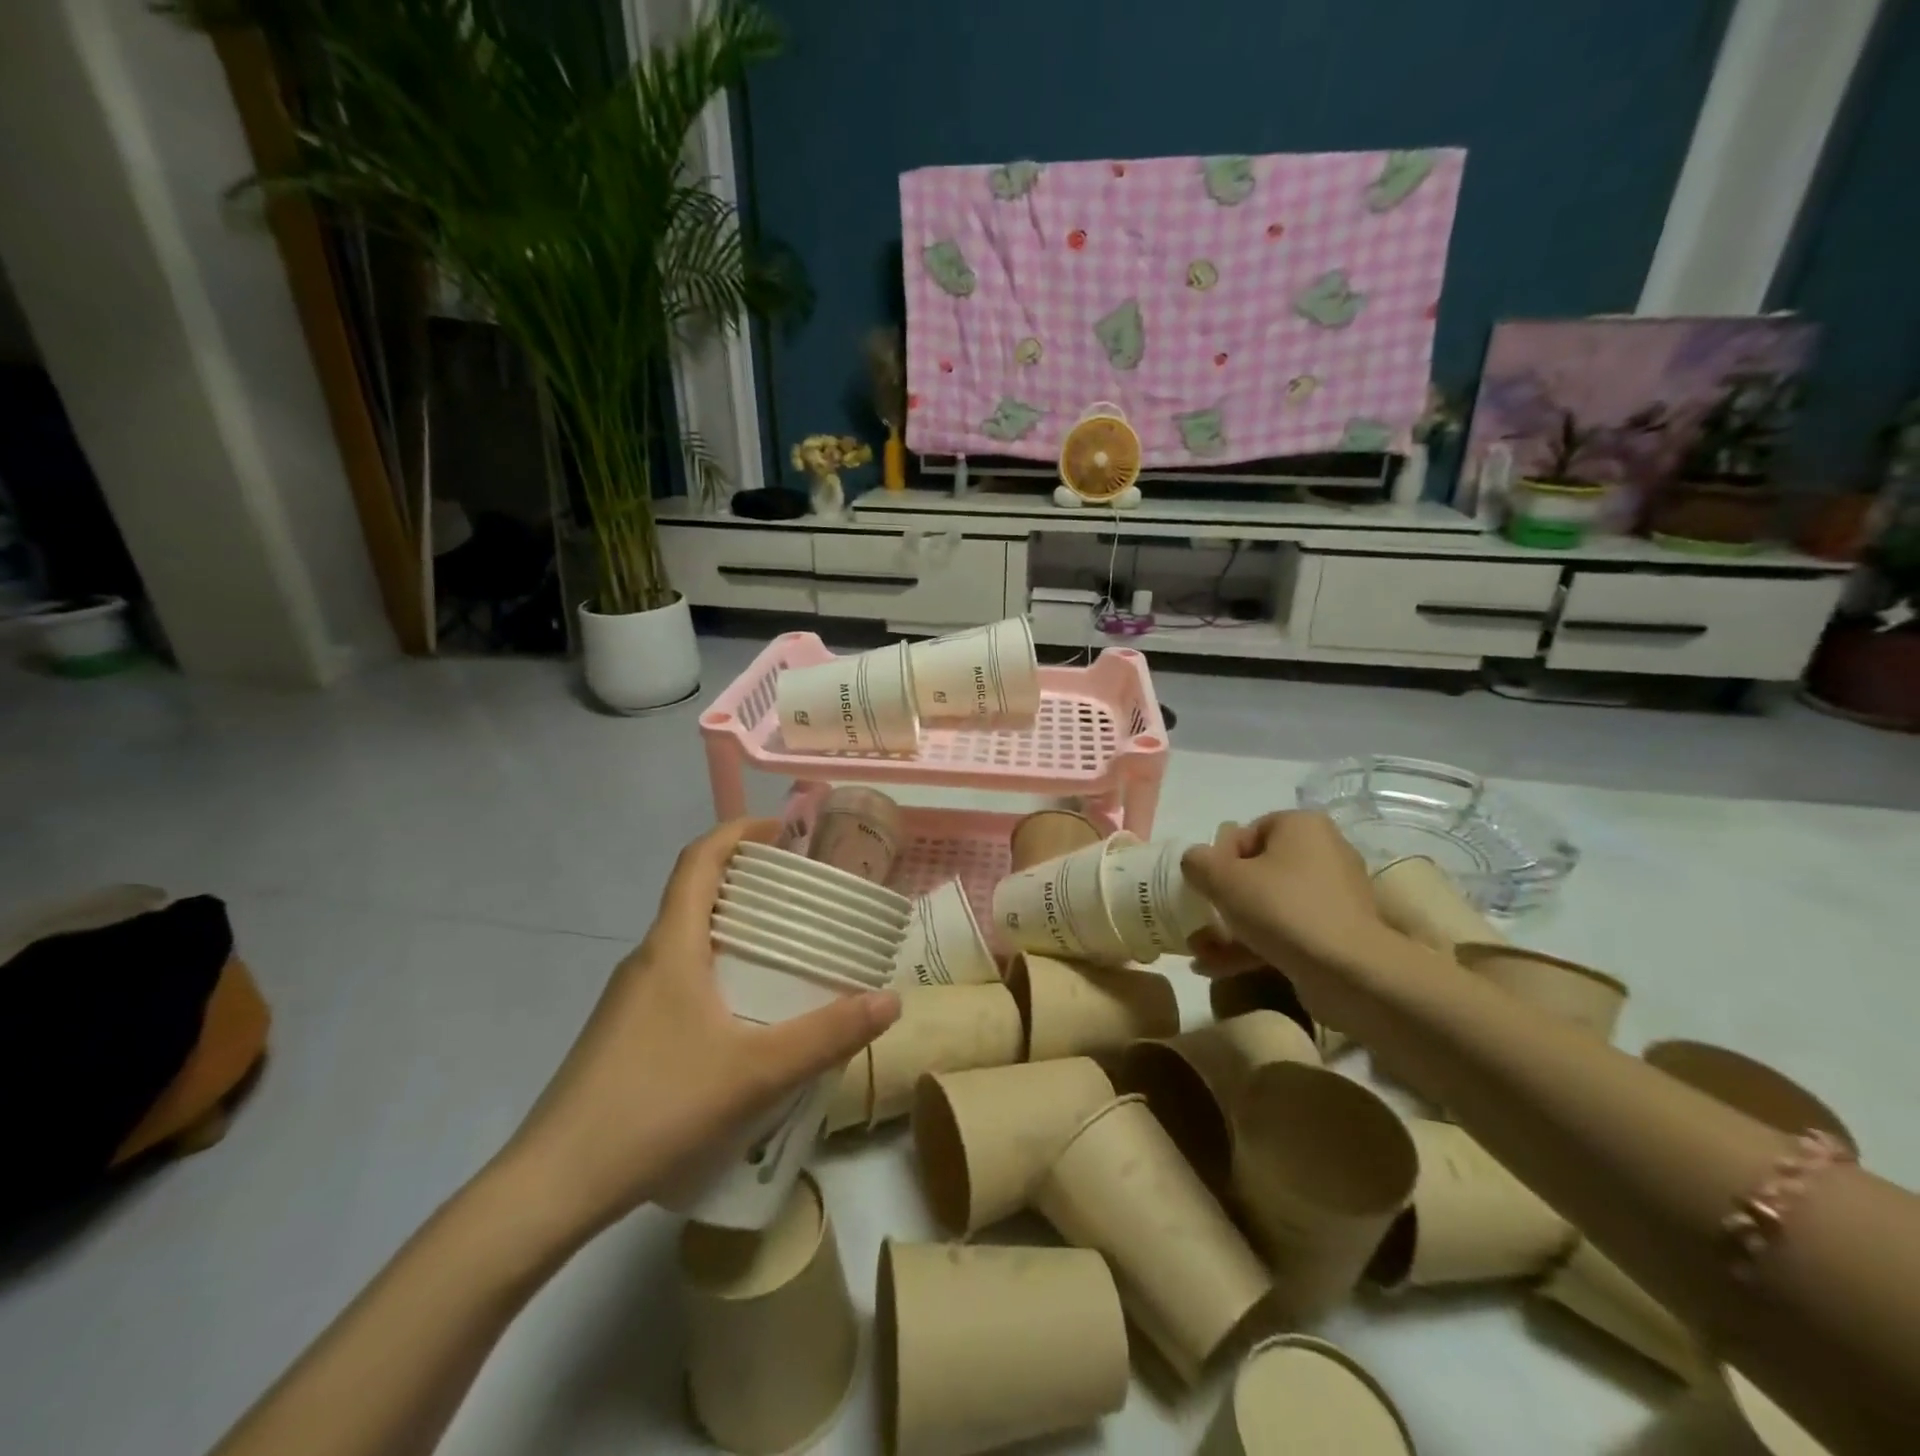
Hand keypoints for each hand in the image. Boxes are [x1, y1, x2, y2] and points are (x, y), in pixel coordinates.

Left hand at [500, 819, 900, 1241]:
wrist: (552, 1188)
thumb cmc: (654, 1107)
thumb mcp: (754, 1072)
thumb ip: (827, 1035)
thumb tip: (891, 1000)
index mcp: (670, 946)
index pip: (699, 860)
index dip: (740, 831)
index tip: (785, 832)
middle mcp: (647, 960)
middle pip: (697, 895)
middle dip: (751, 883)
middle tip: (806, 897)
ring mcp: (631, 999)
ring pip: (689, 941)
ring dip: (736, 931)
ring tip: (788, 952)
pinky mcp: (626, 1033)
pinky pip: (681, 979)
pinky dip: (719, 972)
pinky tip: (748, 1017)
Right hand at [1181, 812, 1396, 997]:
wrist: (1348, 971)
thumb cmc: (1282, 908)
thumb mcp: (1223, 878)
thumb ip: (1197, 862)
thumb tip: (1195, 862)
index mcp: (1302, 826)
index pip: (1247, 833)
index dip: (1219, 860)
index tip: (1207, 887)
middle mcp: (1324, 852)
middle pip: (1257, 871)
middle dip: (1223, 900)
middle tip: (1201, 921)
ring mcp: (1334, 895)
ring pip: (1270, 905)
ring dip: (1232, 927)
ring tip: (1200, 952)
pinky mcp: (1337, 932)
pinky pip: (1287, 930)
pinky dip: (1255, 945)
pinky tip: (1218, 967)